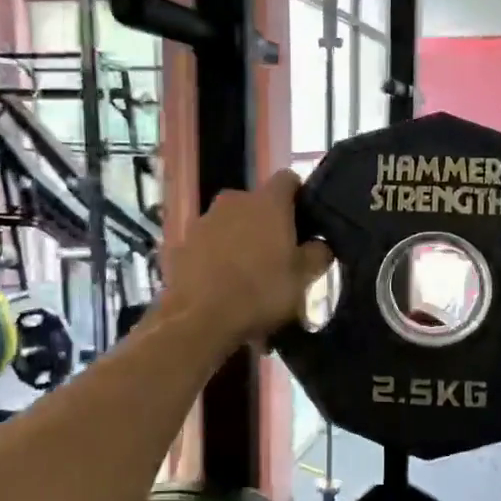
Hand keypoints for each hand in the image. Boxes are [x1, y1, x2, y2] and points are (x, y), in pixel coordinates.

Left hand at [159, 169, 331, 348]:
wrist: (200, 320)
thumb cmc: (262, 292)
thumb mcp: (305, 278)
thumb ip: (318, 253)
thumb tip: (319, 243)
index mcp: (267, 202)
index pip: (289, 180)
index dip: (298, 197)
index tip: (304, 223)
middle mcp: (233, 201)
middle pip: (256, 204)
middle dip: (267, 224)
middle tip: (277, 256)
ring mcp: (202, 221)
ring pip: (229, 224)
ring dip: (239, 241)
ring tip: (247, 276)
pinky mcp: (180, 244)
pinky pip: (206, 245)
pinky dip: (215, 258)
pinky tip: (220, 286)